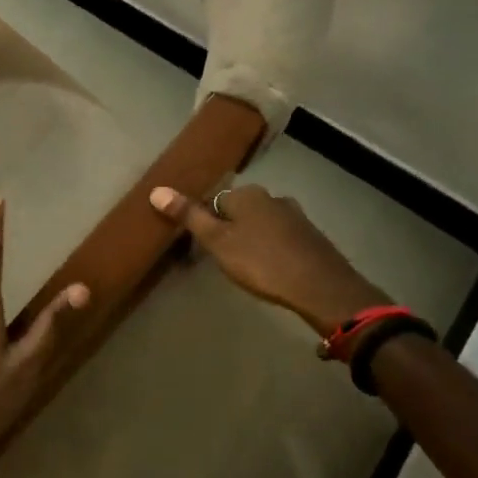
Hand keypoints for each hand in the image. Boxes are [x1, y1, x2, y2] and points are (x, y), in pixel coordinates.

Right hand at [149, 183, 389, 336]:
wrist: (321, 287)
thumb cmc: (261, 262)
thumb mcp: (217, 242)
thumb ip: (189, 216)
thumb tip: (157, 190)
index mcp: (247, 194)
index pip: (214, 200)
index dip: (205, 222)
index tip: (203, 246)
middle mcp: (272, 197)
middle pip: (239, 209)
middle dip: (229, 228)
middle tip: (222, 258)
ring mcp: (295, 215)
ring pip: (261, 222)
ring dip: (251, 238)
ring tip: (246, 265)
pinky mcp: (311, 236)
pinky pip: (280, 236)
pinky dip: (271, 247)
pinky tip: (270, 268)